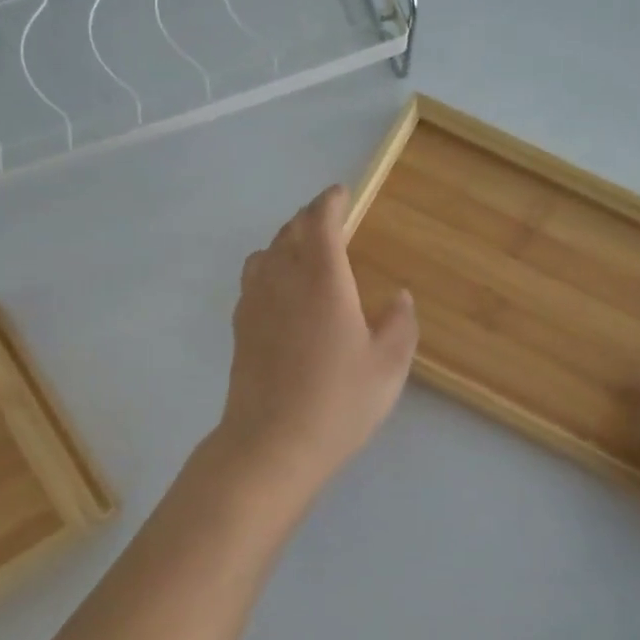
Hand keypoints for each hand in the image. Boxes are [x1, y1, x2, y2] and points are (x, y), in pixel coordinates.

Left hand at [214, 186, 418, 494]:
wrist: (271, 444)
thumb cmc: (337, 403)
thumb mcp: (388, 366)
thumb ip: (399, 324)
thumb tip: (399, 297)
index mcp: (321, 279)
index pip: (319, 222)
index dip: (330, 203)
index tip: (341, 194)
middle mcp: (282, 280)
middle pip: (288, 232)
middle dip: (309, 219)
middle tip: (329, 221)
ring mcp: (254, 304)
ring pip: (265, 254)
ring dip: (285, 242)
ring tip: (305, 253)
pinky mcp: (240, 329)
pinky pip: (253, 281)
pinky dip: (269, 270)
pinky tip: (282, 292)